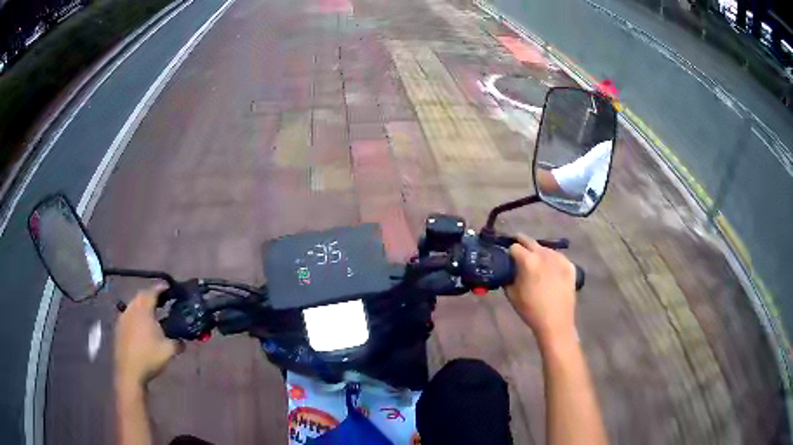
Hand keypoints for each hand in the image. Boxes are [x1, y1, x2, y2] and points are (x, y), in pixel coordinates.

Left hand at [115, 285, 182, 387]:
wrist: (129, 371)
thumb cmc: (149, 357)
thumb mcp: (169, 351)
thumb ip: (178, 343)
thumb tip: (183, 341)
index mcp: (144, 310)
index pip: (153, 292)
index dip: (161, 288)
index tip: (169, 287)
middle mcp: (132, 309)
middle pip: (141, 296)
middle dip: (151, 296)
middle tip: (162, 300)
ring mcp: (123, 317)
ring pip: (134, 305)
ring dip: (143, 306)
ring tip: (152, 313)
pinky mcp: (119, 327)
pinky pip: (129, 315)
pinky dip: (136, 316)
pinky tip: (141, 327)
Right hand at [505, 234, 576, 346]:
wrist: (555, 322)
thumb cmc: (530, 310)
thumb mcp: (511, 294)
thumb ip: (507, 276)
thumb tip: (507, 269)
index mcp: (528, 261)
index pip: (514, 247)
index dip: (509, 252)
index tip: (508, 258)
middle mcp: (544, 254)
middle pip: (530, 241)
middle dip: (522, 244)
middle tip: (518, 252)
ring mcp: (559, 258)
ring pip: (544, 248)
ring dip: (538, 252)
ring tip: (536, 264)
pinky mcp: (570, 265)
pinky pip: (557, 257)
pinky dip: (551, 260)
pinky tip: (550, 270)